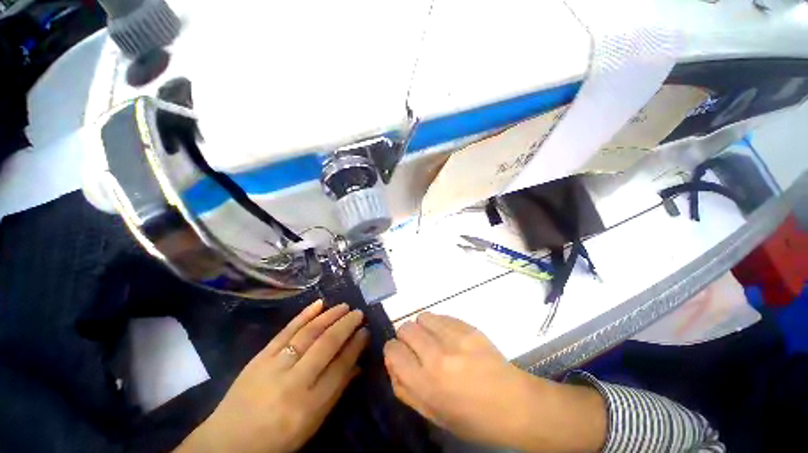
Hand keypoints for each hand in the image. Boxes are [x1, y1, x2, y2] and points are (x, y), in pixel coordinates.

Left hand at [176, 300, 367, 452]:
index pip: (341, 367)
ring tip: (344, 306)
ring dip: (329, 316)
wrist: (228, 442)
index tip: (366, 331)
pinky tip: (319, 304)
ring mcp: (274, 366)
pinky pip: (286, 331)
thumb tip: (358, 364)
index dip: (356, 346)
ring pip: (308, 333)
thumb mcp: (312, 424)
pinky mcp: (260, 357)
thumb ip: (336, 391)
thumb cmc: (277, 438)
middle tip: (359, 313)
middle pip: (326, 345)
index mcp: (309, 405)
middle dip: (346, 325)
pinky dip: (304, 315)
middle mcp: (294, 382)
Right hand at [383, 313, 606, 451]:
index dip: (393, 351)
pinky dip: (439, 324)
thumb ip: (404, 387)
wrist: (514, 404)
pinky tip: (450, 337)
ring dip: (423, 328)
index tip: (401, 355)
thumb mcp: (432, 414)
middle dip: (406, 337)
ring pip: (422, 317)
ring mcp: (455, 338)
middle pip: (405, 328)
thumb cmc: (471, 417)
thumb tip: (392, 361)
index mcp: (426, 384)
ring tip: (435, 340)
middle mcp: (437, 356)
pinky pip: (441, 316)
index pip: (392, 350)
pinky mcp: (468, 327)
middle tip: (419, 349)